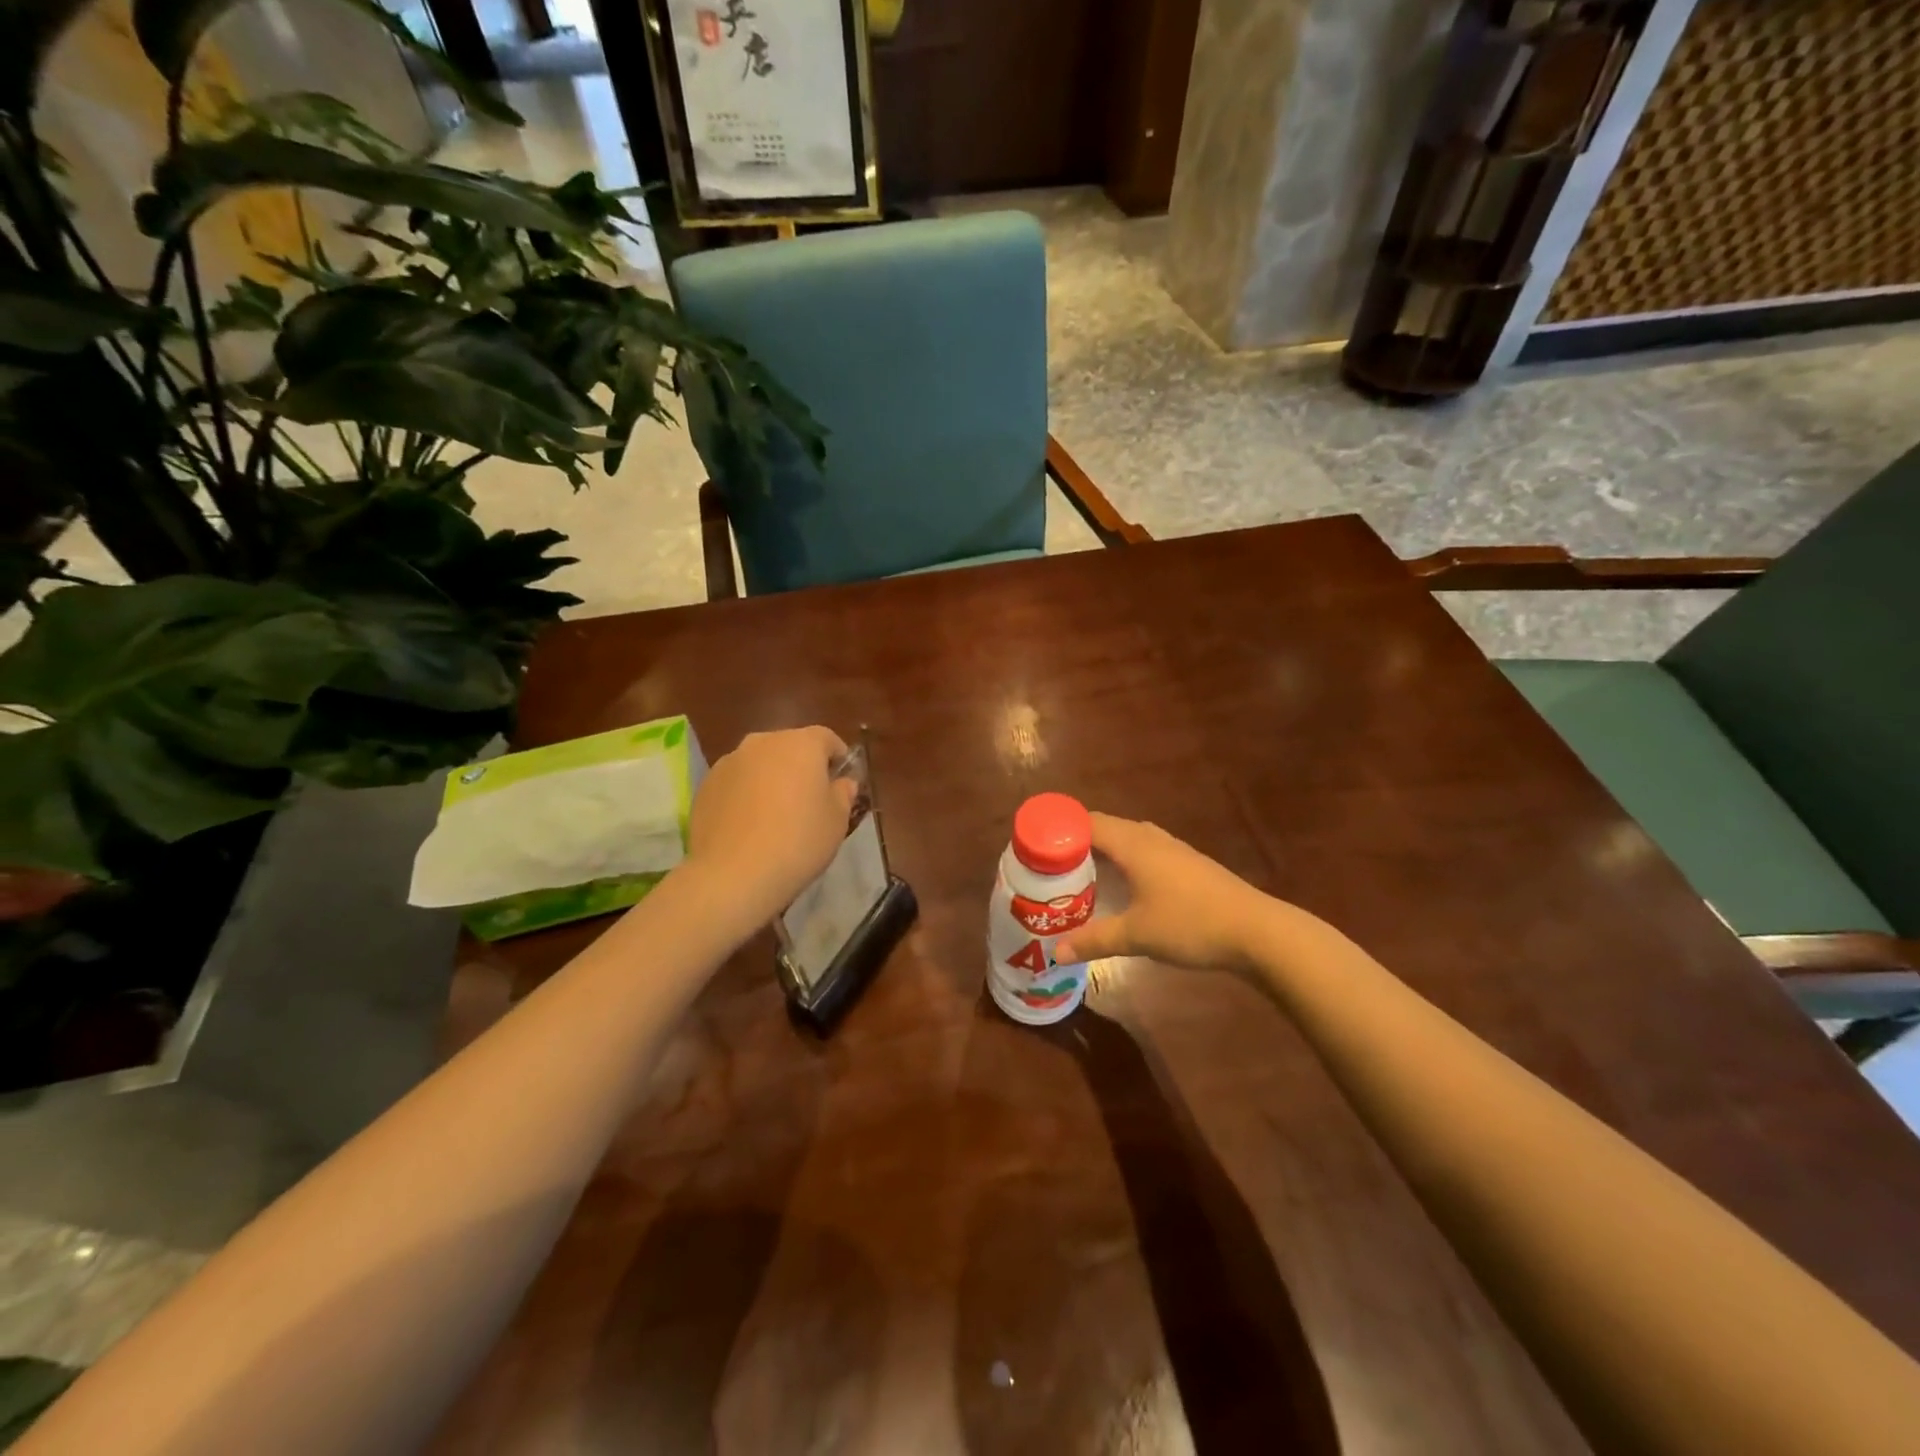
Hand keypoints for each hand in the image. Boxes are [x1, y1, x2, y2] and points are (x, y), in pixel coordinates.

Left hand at [685, 727, 858, 921]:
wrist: (733, 874)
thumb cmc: (798, 841)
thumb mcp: (837, 821)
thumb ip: (843, 793)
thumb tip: (841, 782)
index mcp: (802, 744)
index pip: (826, 738)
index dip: (838, 757)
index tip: (841, 780)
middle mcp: (763, 742)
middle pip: (790, 747)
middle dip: (801, 766)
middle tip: (809, 799)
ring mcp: (729, 762)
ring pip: (760, 763)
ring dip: (771, 779)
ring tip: (775, 815)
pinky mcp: (706, 785)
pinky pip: (736, 783)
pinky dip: (745, 795)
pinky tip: (749, 826)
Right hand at [1054, 813, 1276, 971]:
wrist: (1257, 931)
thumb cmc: (1191, 924)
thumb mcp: (1136, 935)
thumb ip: (1094, 940)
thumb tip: (1057, 953)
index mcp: (1133, 844)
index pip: (1087, 822)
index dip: (1060, 829)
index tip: (1036, 845)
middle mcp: (1151, 838)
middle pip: (1105, 828)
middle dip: (1077, 842)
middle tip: (1051, 866)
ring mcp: (1173, 849)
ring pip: (1127, 839)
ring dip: (1103, 851)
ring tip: (1080, 875)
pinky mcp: (1188, 865)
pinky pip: (1144, 851)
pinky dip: (1124, 861)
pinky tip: (1122, 887)